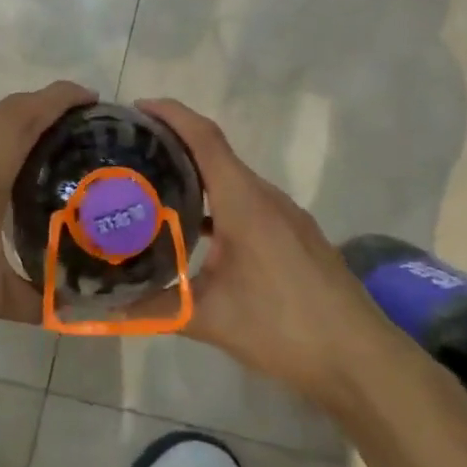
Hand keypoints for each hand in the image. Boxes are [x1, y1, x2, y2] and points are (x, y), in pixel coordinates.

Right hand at [140, 97, 392, 407]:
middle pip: (216, 153)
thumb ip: (154, 308)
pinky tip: (196, 230)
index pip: (204, 138)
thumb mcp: (210, 319)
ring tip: (155, 186)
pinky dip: (217, 202)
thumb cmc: (284, 327)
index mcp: (244, 202)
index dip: (171, 115)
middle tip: (131, 152)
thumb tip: (106, 309)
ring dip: (196, 175)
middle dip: (174, 143)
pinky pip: (248, 202)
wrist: (359, 358)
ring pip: (233, 180)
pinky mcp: (295, 235)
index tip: (136, 108)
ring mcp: (286, 216)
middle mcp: (266, 197)